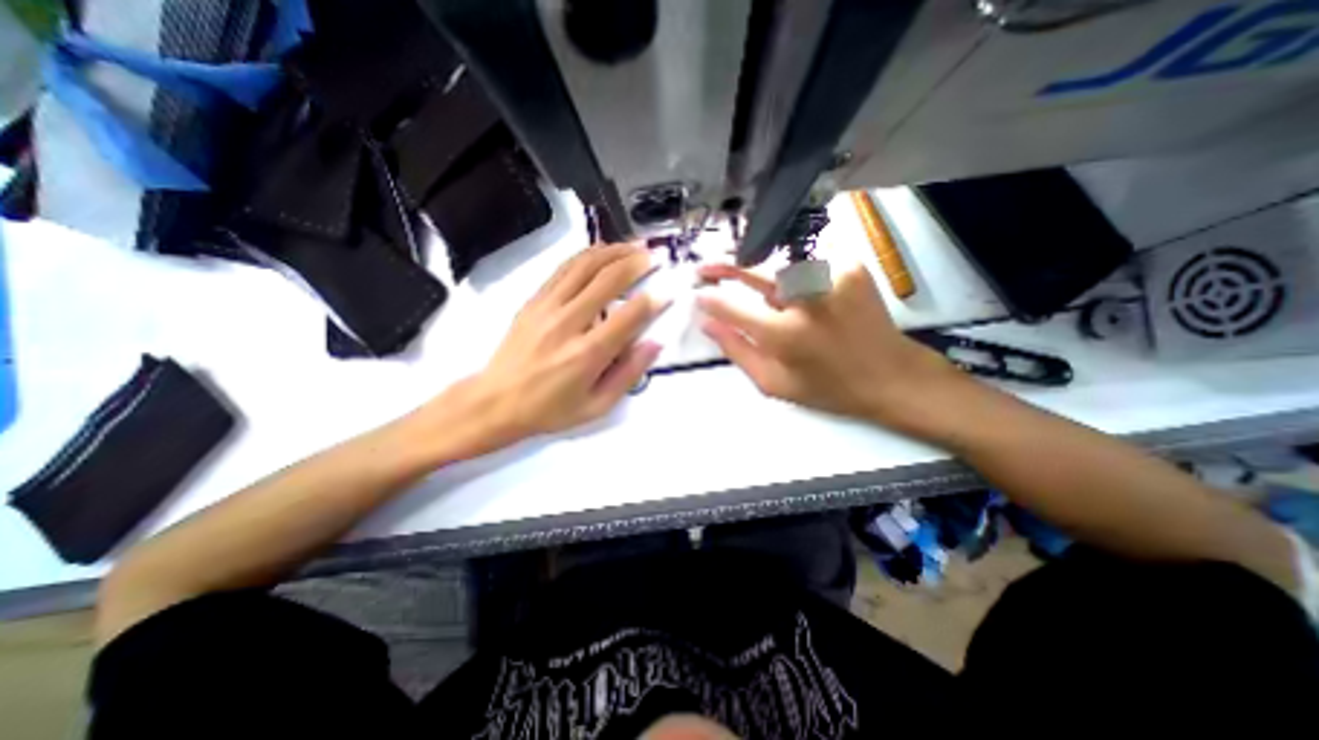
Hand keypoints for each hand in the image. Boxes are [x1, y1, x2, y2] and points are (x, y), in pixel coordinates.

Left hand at [415, 243, 664, 457]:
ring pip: (584, 266)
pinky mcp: (533, 301)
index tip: (668, 291)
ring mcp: (547, 307)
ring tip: (633, 245)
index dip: (653, 300)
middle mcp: (568, 323)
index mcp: (588, 353)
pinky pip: (563, 269)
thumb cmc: (551, 409)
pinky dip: (586, 255)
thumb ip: (629, 374)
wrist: (495, 403)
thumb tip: (655, 343)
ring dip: (613, 251)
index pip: (629, 316)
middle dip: (636, 263)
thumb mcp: (597, 406)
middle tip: (654, 257)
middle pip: (607, 280)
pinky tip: (601, 251)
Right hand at [694, 263, 966, 430]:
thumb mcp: (774, 383)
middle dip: (726, 267)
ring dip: (764, 278)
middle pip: (755, 271)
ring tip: (769, 301)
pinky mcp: (850, 266)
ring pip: (780, 266)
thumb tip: (707, 324)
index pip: (733, 308)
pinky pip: (807, 264)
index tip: (697, 295)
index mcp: (785, 334)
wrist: (890, 375)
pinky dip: (793, 277)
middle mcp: (807, 298)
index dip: (711, 300)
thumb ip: (737, 351)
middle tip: (705, 268)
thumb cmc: (827, 388)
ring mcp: (832, 276)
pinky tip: (798, 295)